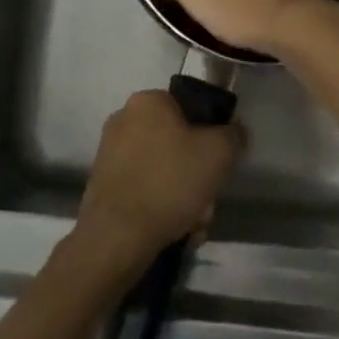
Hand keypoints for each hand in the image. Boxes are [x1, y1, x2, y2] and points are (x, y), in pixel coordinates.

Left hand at [74, 90, 243, 275]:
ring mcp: (110, 153)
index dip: (209, 136)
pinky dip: (161, 209)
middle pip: (177, 145)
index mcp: (148, 101)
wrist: (117, 237)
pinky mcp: (104, 185)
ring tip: (193, 226)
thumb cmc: (170, 182)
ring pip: (163, 172)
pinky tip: (174, 233)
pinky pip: (144, 191)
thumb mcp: (218, 152)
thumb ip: (233, 136)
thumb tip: (235, 133)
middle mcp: (124, 119)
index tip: (217, 165)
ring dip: (183, 198)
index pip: (189, 109)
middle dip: (196, 176)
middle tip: (206, 203)